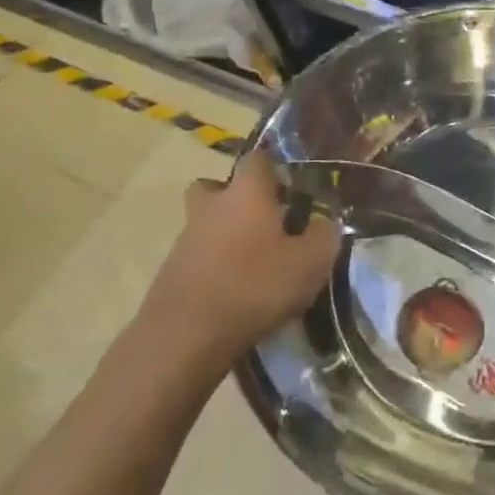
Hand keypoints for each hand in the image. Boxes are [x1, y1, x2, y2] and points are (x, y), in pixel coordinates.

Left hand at [146, 150, 340, 357]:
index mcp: (246, 193)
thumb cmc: (255, 286)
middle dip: (234, 198)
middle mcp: (211, 206)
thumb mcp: (310, 263)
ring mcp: (185, 239)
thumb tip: (324, 223)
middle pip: (215, 187)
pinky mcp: (170, 273)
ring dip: (223, 236)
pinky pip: (196, 258)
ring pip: (205, 224)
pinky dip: (213, 268)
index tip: (289, 188)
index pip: (257, 159)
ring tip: (252, 267)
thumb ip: (324, 236)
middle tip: (260, 222)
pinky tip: (232, 294)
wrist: (186, 335)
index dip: (273, 168)